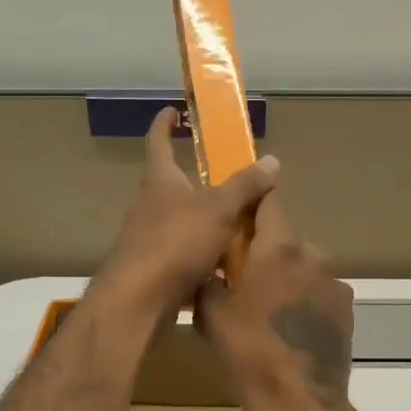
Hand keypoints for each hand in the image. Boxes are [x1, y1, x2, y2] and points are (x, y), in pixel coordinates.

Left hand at [92, 107, 280, 319]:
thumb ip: (244, 186)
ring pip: (177, 221)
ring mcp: (147, 239)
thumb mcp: (218, 210)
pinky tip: (222, 265)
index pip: (158, 142)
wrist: (138, 300)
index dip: (165, 124)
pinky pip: (180, 253)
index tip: (173, 110)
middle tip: (225, 178)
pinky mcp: (152, 269)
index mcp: (159, 181)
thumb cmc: (175, 243)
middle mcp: (148, 206)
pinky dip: (199, 254)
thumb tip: (272, 160)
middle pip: (169, 184)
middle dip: (192, 179)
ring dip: (200, 220)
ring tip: (233, 223)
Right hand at [195, 194, 355, 410]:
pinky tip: (287, 332)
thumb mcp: (211, 316)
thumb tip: (208, 269)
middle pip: (284, 241)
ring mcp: (335, 285)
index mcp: (278, 249)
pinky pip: (317, 295)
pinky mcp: (346, 312)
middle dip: (263, 253)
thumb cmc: (249, 354)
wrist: (299, 405)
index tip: (236, 211)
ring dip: (285, 280)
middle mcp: (312, 257)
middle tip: (241, 280)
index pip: (268, 202)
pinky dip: (302, 303)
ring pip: (302, 270)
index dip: (251, 201)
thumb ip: (208, 280)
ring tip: (265, 313)